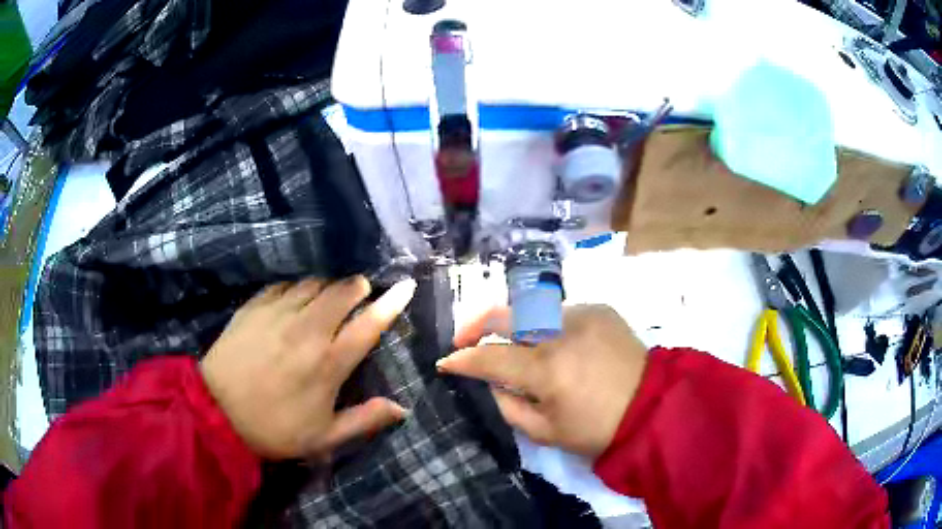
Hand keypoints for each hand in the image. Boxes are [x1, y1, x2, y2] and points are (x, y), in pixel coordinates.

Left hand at [200, 276, 415, 459]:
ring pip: (313, 284)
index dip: (392, 303)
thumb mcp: (324, 436)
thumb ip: (364, 420)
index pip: (369, 323)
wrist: (217, 412)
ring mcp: (278, 313)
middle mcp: (307, 330)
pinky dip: (295, 289)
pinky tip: (293, 301)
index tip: (406, 286)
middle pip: (342, 291)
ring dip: (327, 287)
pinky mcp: (254, 306)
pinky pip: (283, 285)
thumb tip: (402, 408)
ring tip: (326, 300)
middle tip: (359, 294)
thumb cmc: (274, 428)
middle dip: (357, 287)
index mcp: (329, 363)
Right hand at [438, 304, 647, 459]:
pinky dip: (547, 328)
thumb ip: (509, 406)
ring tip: (513, 346)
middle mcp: (561, 332)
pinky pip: (560, 314)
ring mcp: (582, 314)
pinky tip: (555, 346)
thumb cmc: (597, 429)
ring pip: (531, 312)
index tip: (446, 362)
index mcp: (547, 369)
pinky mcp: (600, 309)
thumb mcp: (546, 432)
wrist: (653, 407)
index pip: (490, 357)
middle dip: (475, 323)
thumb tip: (494, 382)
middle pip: (505, 314)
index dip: (463, 359)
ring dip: (514, 328)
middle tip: (463, 338)